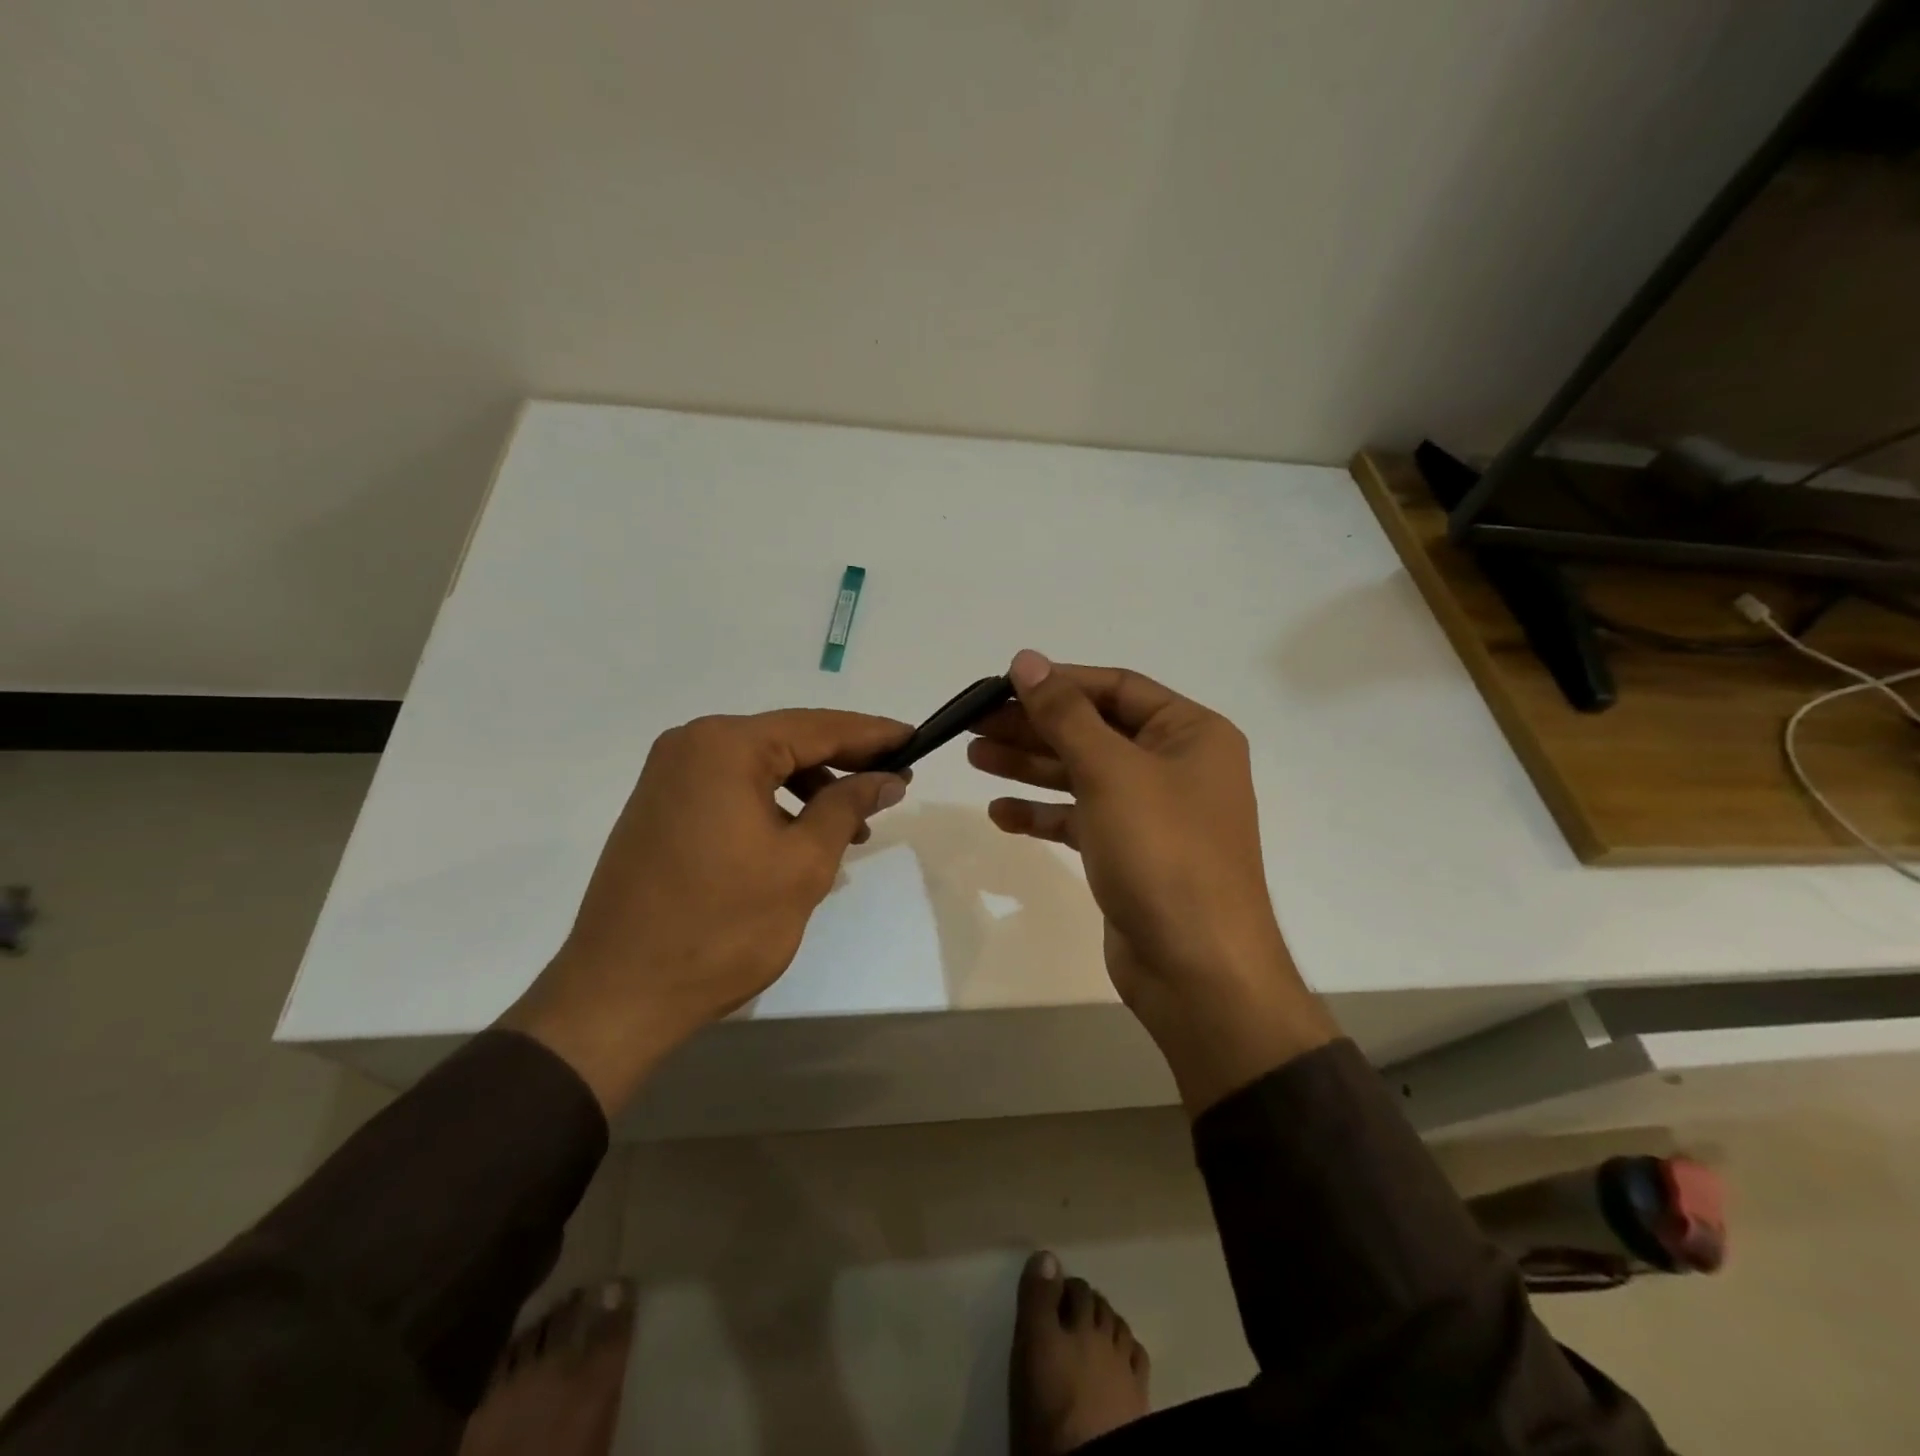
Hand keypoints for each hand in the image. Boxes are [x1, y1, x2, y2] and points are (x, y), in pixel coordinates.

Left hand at [503, 709, 910, 1112]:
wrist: (620, 994)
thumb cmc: (722, 927)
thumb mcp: (803, 864)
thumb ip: (848, 807)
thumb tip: (887, 778)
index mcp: (725, 746)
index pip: (817, 727)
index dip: (872, 735)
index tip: (915, 740)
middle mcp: (691, 745)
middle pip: (787, 740)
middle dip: (844, 760)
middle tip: (894, 779)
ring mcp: (669, 776)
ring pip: (761, 765)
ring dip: (811, 786)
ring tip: (854, 823)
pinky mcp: (661, 807)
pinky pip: (732, 787)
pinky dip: (774, 802)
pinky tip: (803, 833)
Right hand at [969, 651, 1334, 1112]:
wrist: (1197, 969)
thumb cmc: (1163, 853)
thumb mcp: (1111, 771)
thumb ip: (1064, 713)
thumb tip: (1026, 660)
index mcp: (1191, 733)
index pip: (1116, 687)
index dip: (1059, 682)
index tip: (1002, 683)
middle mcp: (1176, 766)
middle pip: (1094, 730)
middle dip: (1034, 726)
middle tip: (973, 723)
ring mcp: (1153, 813)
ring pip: (1082, 774)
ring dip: (1030, 765)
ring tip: (974, 756)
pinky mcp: (1129, 853)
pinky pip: (1081, 819)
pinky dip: (1043, 813)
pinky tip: (1000, 813)